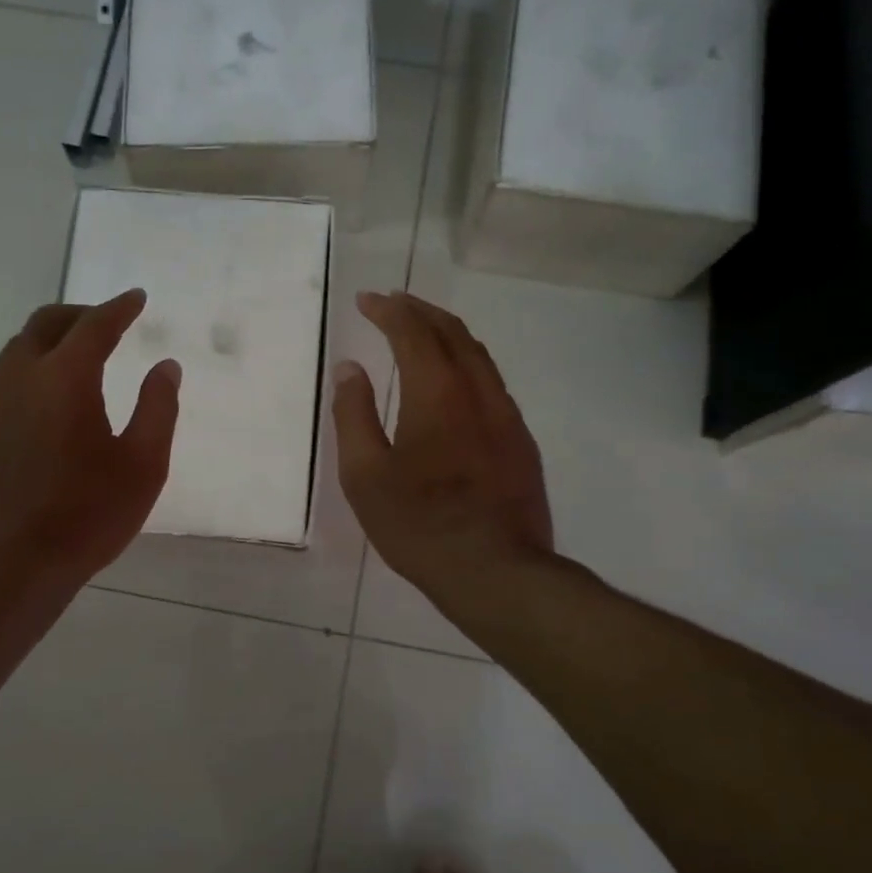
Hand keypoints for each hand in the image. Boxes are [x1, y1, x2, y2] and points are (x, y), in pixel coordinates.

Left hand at [0, 290, 179, 579]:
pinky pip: (2, 382)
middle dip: (79, 315)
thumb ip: (158, 408)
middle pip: (45, 324)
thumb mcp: (143, 466)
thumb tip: (165, 366)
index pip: (94, 325)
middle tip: (106, 321)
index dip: (119, 308)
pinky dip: (29, 372)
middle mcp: (18, 378)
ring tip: (77, 359)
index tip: (136, 298)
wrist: (3, 566)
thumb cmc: (85, 516)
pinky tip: (44, 403)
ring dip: (49, 342)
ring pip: (17, 351)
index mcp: (64, 378)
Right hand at [333, 291, 553, 606]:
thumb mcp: (365, 476)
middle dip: (421, 311)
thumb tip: (350, 369)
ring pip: (479, 356)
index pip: (413, 332)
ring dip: (448, 334)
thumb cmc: (419, 525)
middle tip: (394, 302)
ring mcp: (507, 416)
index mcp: (437, 393)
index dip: (389, 310)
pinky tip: (455, 382)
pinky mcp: (522, 442)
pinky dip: (467, 364)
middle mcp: (479, 392)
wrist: (497, 572)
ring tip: (422, 331)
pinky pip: (493, 384)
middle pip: (453, 333)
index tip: (367, 299)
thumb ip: (353, 415)